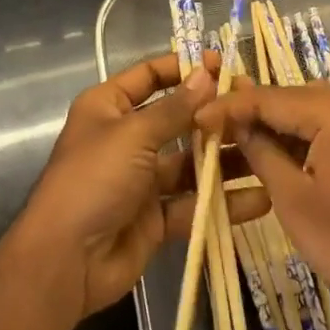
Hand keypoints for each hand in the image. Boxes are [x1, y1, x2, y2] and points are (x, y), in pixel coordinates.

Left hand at [11, 52, 268, 320]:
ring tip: (266, 152)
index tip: (224, 66)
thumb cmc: (93, 179)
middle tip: (255, 110)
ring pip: (190, 162)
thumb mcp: (134, 135)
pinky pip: (193, 203)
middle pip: (177, 119)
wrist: (63, 263)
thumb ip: (175, 108)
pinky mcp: (155, 218)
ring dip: (224, 160)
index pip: (150, 75)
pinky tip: (259, 199)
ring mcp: (141, 179)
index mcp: (110, 107)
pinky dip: (222, 202)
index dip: (185, 68)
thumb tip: (207, 73)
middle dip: (213, 115)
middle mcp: (127, 138)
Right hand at [196, 82, 329, 329]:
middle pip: (290, 99)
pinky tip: (275, 157)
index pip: (270, 96)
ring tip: (235, 145)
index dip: (229, 106)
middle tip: (211, 132)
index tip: (196, 119)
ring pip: (309, 114)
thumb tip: (237, 124)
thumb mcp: (293, 201)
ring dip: (275, 129)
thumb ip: (261, 152)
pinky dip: (302, 141)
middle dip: (251, 115)